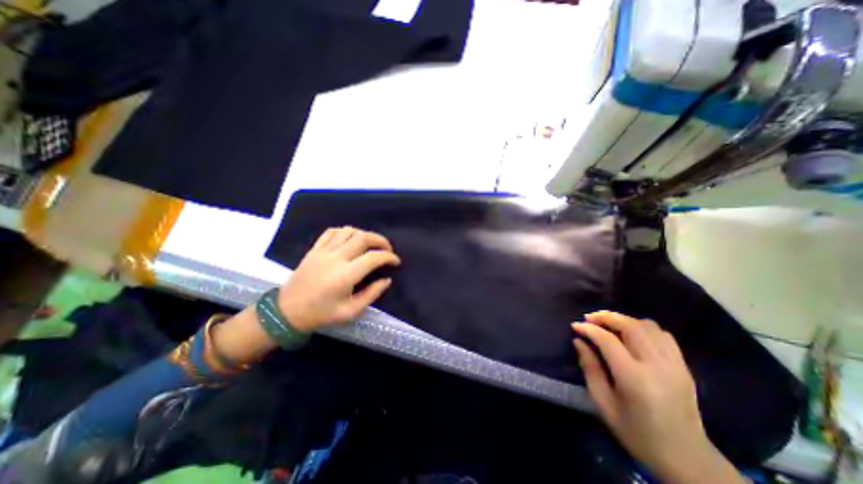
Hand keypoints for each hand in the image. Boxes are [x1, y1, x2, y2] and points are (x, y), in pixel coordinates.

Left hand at [279, 227, 402, 331]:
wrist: (287, 311)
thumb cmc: (321, 314)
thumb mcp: (350, 311)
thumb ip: (372, 294)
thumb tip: (387, 280)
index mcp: (346, 275)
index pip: (373, 257)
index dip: (389, 257)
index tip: (396, 261)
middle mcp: (336, 258)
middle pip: (363, 238)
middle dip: (381, 240)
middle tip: (388, 249)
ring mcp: (323, 251)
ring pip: (349, 231)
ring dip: (365, 234)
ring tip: (371, 244)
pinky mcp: (314, 249)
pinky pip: (332, 232)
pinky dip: (345, 231)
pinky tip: (351, 239)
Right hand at [572, 312, 744, 481]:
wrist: (687, 460)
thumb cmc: (636, 433)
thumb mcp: (603, 404)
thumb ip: (590, 369)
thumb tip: (579, 342)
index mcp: (634, 378)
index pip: (608, 340)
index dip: (589, 329)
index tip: (575, 326)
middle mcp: (657, 366)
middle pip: (630, 326)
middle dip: (606, 317)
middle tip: (589, 318)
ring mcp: (675, 365)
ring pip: (648, 326)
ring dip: (624, 320)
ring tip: (608, 325)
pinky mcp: (684, 367)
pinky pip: (663, 335)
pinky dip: (644, 328)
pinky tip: (632, 335)